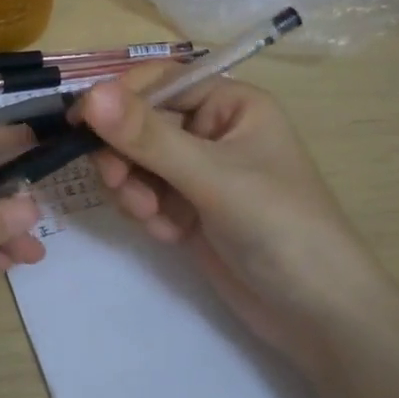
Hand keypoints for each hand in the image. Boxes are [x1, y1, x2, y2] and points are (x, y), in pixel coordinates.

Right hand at [78, 69, 398, 377]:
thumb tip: (90, 95)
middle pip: (141, 125)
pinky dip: (148, 213)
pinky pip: (146, 195)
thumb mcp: (213, 177)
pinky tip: (171, 235)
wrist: (318, 315)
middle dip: (127, 156)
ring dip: (134, 188)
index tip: (80, 124)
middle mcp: (212, 131)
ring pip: (136, 163)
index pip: (161, 82)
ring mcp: (199, 173)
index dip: (120, 99)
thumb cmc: (280, 227)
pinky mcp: (189, 209)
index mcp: (230, 104)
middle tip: (121, 184)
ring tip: (154, 217)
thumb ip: (149, 137)